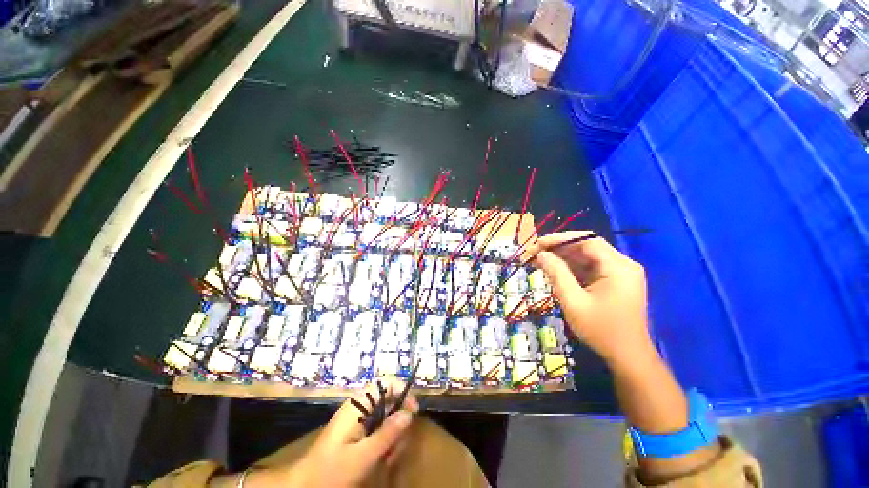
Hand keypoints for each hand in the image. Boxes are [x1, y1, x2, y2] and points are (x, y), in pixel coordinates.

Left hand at [286, 379, 418, 486]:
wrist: (304, 487)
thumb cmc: (331, 472)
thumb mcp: (362, 457)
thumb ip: (387, 434)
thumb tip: (409, 413)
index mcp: (358, 405)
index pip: (386, 383)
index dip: (403, 391)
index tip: (414, 410)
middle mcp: (359, 407)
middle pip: (389, 402)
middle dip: (398, 423)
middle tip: (397, 447)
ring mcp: (358, 419)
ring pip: (386, 418)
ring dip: (392, 437)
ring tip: (389, 459)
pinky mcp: (357, 432)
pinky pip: (379, 429)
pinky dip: (385, 443)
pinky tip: (383, 459)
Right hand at [525, 231, 653, 367]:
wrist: (627, 357)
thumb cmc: (601, 330)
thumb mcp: (574, 301)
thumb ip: (557, 274)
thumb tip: (541, 254)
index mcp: (619, 267)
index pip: (587, 241)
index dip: (560, 239)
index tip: (538, 244)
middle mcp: (622, 265)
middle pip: (586, 247)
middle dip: (559, 249)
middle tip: (534, 253)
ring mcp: (619, 274)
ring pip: (586, 257)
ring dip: (562, 258)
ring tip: (538, 261)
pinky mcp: (614, 282)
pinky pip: (589, 268)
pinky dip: (570, 269)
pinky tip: (553, 271)